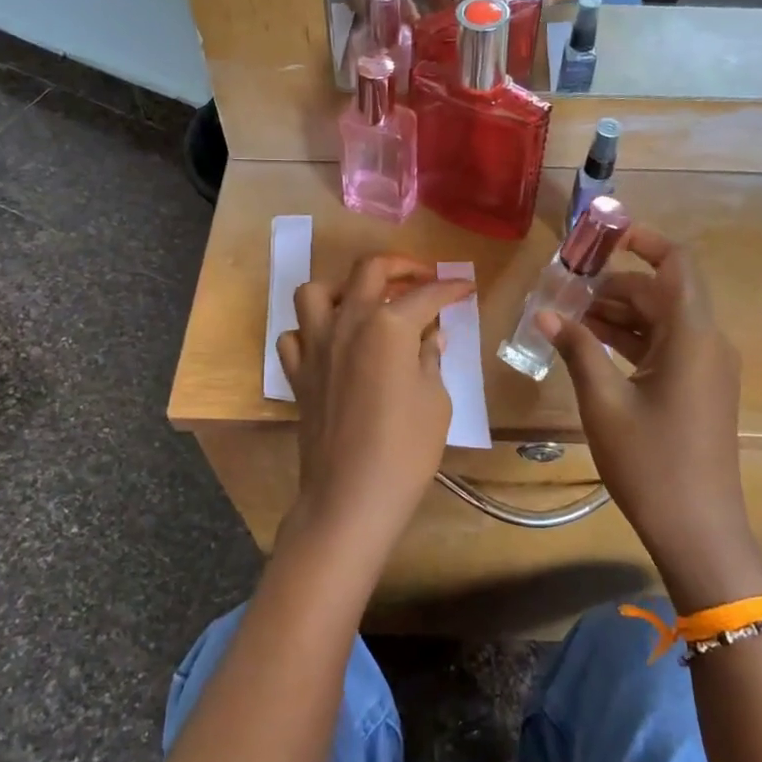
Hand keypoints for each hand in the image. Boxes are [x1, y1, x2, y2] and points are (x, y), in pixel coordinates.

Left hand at [276, 256, 473, 568]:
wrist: (351, 496)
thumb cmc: (406, 449)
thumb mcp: (435, 401)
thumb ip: (430, 359)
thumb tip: (431, 338)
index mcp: (388, 326)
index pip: (426, 295)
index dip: (450, 288)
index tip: (465, 287)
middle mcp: (347, 323)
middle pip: (369, 271)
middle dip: (401, 266)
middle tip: (422, 278)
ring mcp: (316, 346)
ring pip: (317, 292)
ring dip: (344, 288)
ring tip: (366, 303)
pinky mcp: (298, 373)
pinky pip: (295, 335)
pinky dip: (312, 330)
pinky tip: (332, 343)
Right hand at [541, 226, 761, 606]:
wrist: (698, 529)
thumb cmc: (651, 463)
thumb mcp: (604, 403)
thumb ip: (577, 350)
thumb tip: (546, 314)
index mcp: (693, 337)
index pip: (678, 264)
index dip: (644, 240)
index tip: (602, 235)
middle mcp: (707, 343)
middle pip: (662, 293)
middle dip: (614, 285)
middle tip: (564, 290)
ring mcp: (706, 368)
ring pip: (662, 321)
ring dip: (619, 314)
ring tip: (568, 317)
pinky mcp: (699, 390)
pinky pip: (665, 348)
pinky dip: (631, 340)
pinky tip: (591, 347)